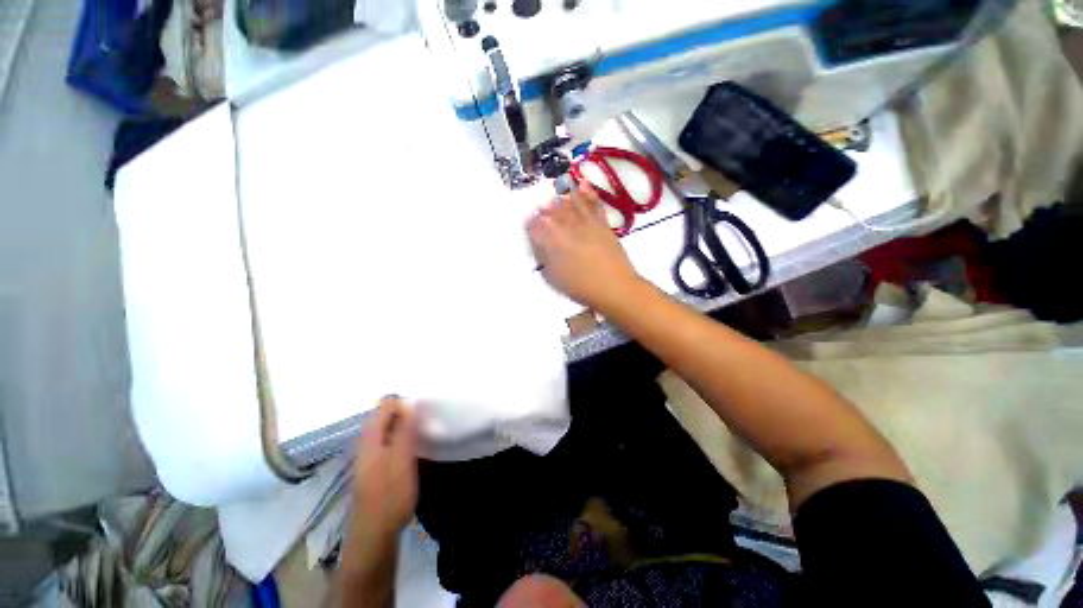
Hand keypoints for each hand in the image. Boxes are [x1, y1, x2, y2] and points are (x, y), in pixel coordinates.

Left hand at [351, 397, 417, 542]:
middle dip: (404, 412)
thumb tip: (409, 404)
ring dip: (404, 426)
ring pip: (387, 431)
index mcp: (370, 439)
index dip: (402, 402)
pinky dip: (402, 439)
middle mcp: (366, 444)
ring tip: (424, 428)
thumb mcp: (401, 460)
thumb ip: (404, 431)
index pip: (384, 406)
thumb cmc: (390, 495)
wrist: (374, 535)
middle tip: (426, 416)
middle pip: (384, 417)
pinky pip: (389, 443)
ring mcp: (370, 457)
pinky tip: (414, 448)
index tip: (422, 407)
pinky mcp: (375, 469)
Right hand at [526, 184, 641, 310]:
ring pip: (572, 205)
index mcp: (554, 243)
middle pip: (554, 213)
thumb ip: (545, 258)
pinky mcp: (602, 224)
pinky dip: (588, 193)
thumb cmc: (582, 287)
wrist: (614, 286)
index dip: (531, 223)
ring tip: (557, 189)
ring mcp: (587, 224)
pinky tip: (583, 184)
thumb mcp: (555, 277)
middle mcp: (569, 229)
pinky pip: (594, 204)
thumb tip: (539, 244)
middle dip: (545, 207)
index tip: (527, 221)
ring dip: (563, 196)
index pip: (538, 228)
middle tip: (539, 202)